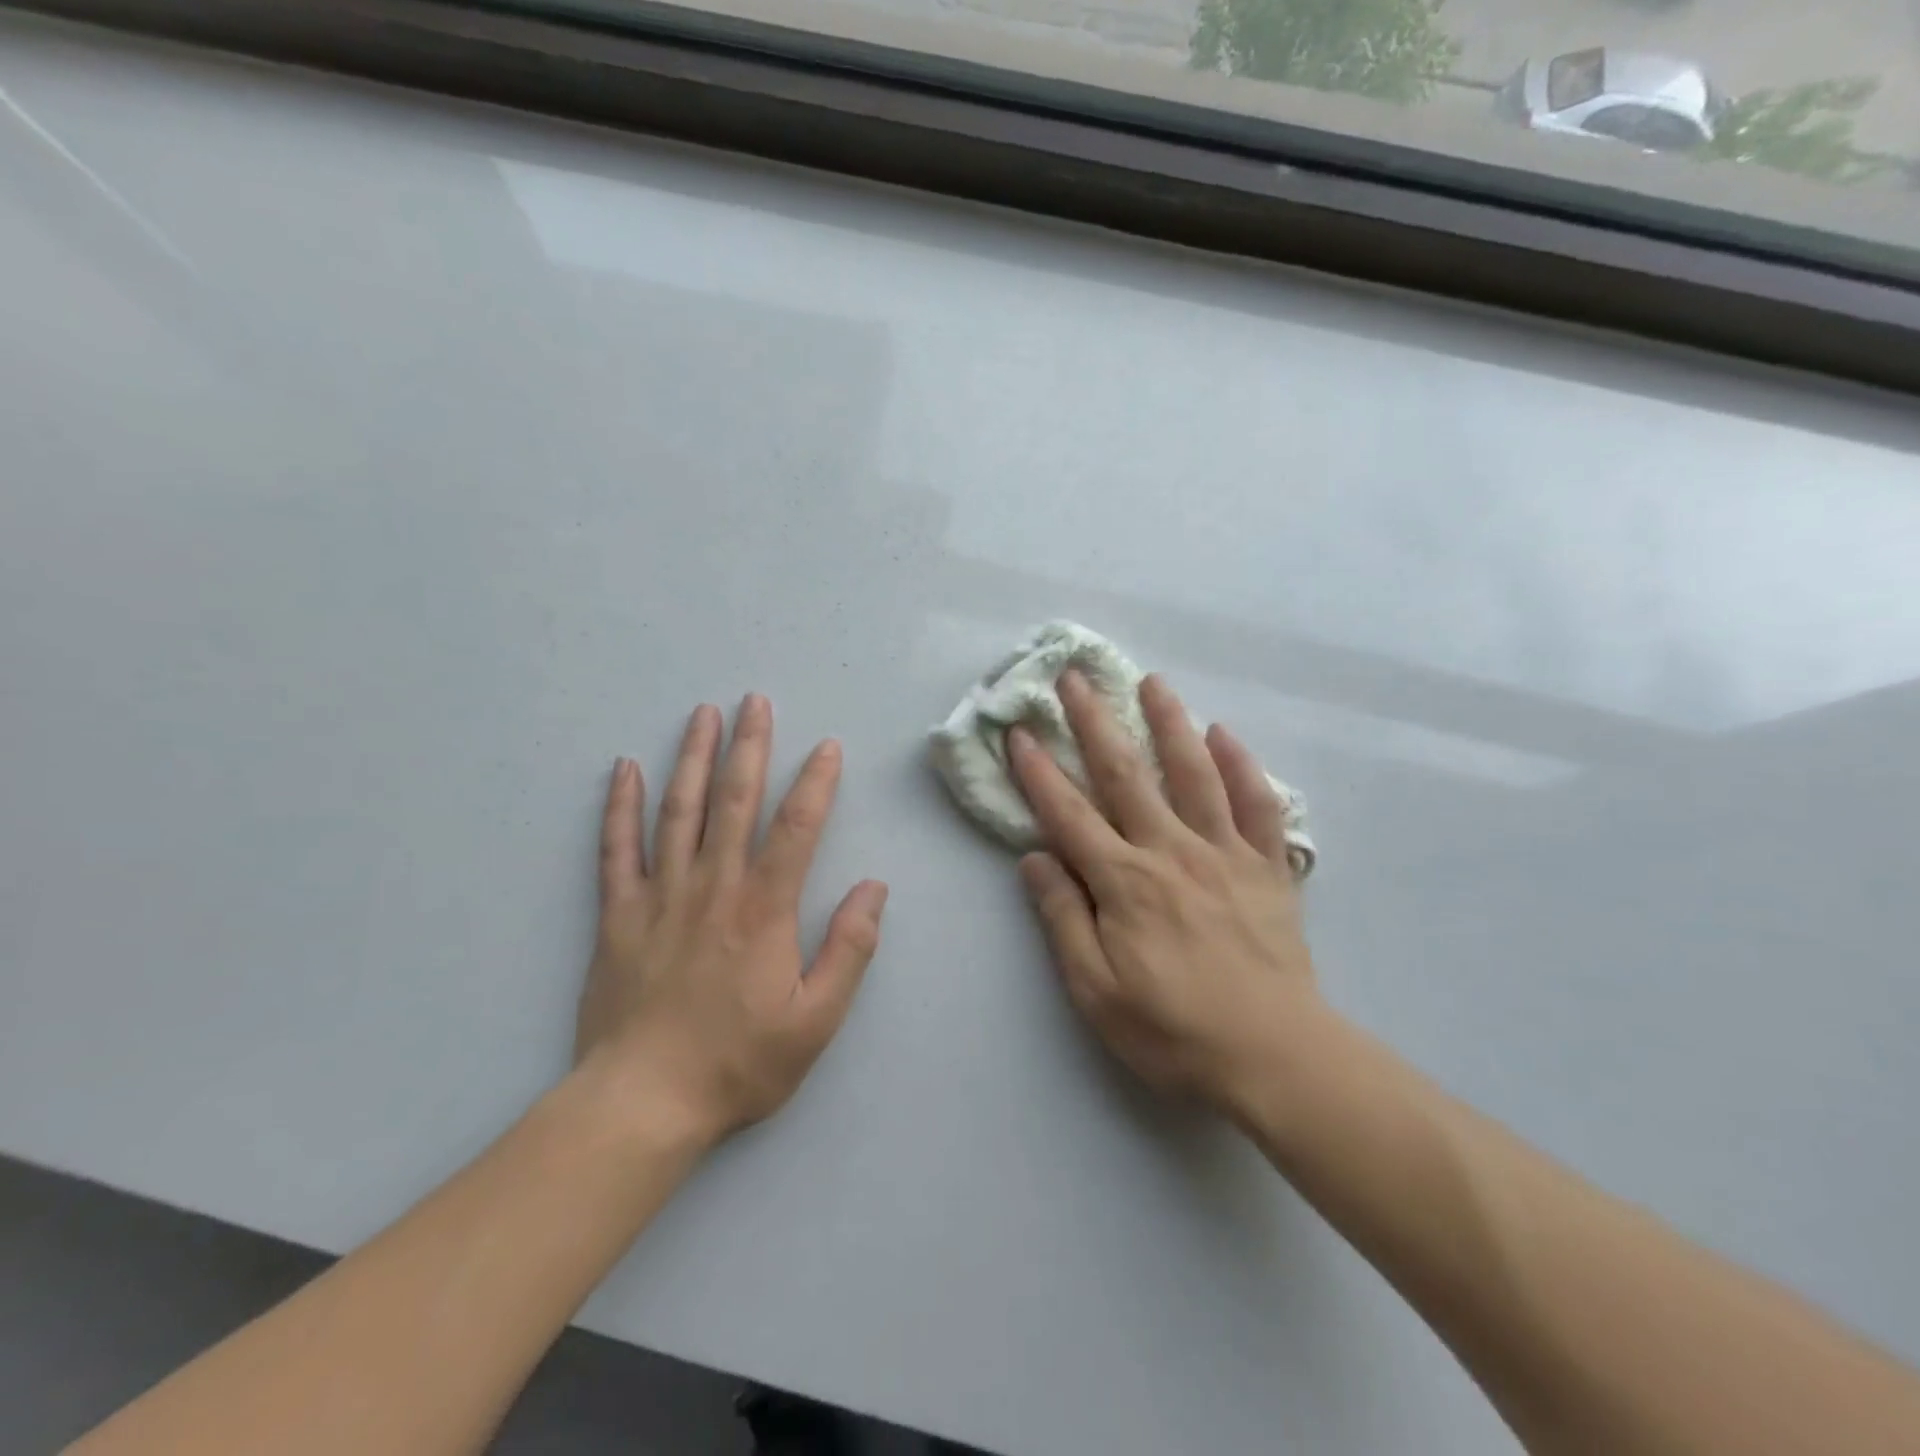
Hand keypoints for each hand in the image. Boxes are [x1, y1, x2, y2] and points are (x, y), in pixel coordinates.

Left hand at [575, 696, 887, 1147]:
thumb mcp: (817, 1020)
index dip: (816, 782)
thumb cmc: (738, 1062)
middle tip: (755, 701)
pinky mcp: (617, 915)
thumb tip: (873, 888)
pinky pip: (616, 849)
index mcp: (764, 909)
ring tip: (702, 714)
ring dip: (693, 757)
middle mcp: (713, 886)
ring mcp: (659, 896)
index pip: (796, 827)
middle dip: (749, 746)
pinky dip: (620, 806)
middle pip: (734, 801)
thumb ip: (850, 949)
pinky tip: (624, 770)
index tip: (827, 747)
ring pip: (678, 811)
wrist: (642, 1104)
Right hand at [1010, 671, 1325, 1116]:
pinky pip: (1257, 804)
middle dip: (1094, 721)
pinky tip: (1225, 734)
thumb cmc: (1173, 1030)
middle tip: (1075, 676)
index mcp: (1123, 882)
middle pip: (1125, 774)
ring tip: (1152, 681)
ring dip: (1169, 722)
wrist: (1275, 1057)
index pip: (1068, 814)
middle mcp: (1170, 851)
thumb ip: (1063, 918)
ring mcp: (1224, 853)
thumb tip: (1034, 858)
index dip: (1038, 771)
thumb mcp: (1095, 991)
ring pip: (1193, 773)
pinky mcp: (1268, 866)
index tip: (1019, 731)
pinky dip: (1241, 765)